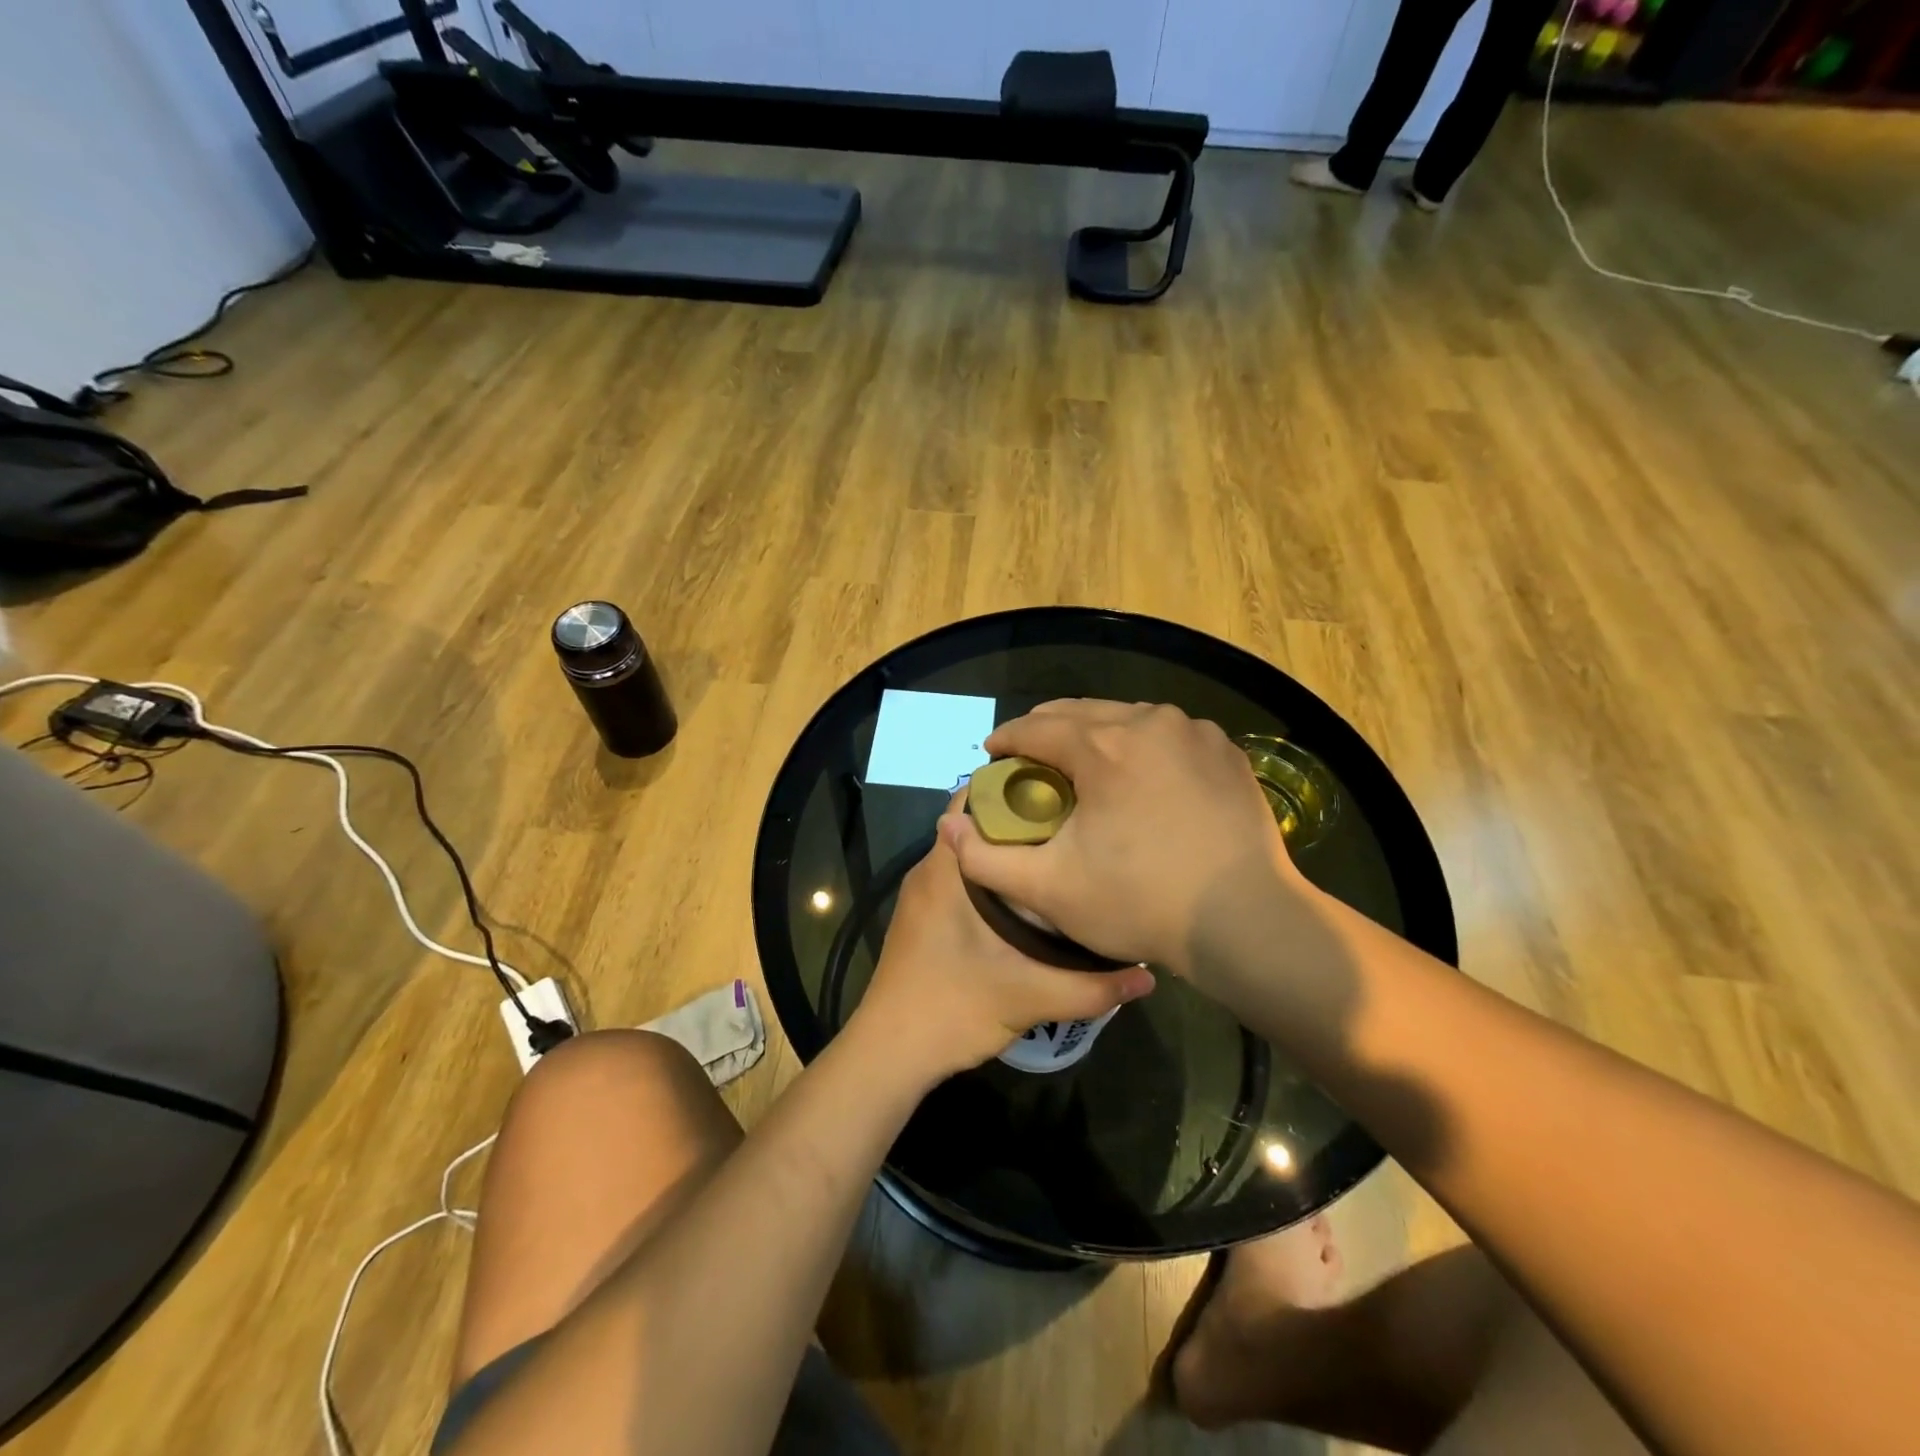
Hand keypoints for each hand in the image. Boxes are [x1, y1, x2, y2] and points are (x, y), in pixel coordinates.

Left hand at [851, 815, 1155, 1082]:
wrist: (889, 1054)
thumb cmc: (951, 1009)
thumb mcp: (1028, 997)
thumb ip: (1091, 987)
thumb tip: (1147, 975)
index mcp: (945, 870)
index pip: (973, 800)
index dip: (1015, 787)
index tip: (1062, 791)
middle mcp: (929, 871)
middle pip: (976, 824)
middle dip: (1022, 819)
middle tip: (1074, 825)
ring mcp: (923, 895)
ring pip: (970, 853)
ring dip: (1009, 851)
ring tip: (1061, 855)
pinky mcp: (924, 918)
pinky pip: (962, 878)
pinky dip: (994, 877)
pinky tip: (1031, 899)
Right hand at [938, 700, 1299, 978]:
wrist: (1246, 922)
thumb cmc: (1141, 902)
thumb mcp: (1049, 890)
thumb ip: (987, 859)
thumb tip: (949, 828)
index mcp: (1102, 746)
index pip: (1035, 727)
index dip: (1006, 739)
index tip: (992, 755)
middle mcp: (1147, 722)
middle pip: (1080, 712)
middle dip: (1046, 730)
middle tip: (1030, 758)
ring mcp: (1193, 732)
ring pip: (1126, 717)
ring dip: (1096, 733)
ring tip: (1083, 763)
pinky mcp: (1226, 751)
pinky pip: (1168, 734)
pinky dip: (1142, 744)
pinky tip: (1141, 773)